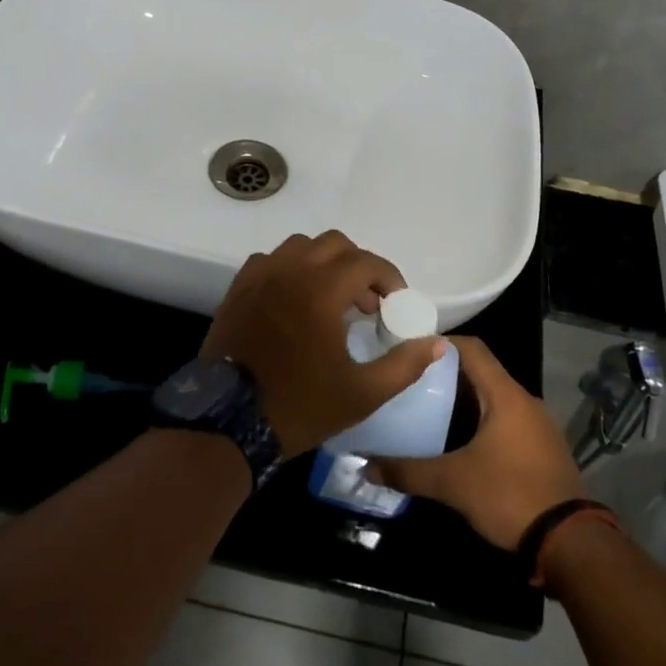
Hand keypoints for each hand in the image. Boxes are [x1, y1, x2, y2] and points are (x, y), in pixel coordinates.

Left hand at [201, 232, 446, 455]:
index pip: (366, 262)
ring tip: (332, 298)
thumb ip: (404, 365)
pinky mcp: (239, 288)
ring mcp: (260, 276)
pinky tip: (296, 300)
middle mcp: (290, 271)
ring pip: (301, 246)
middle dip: (359, 266)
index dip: (389, 278)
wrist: (228, 421)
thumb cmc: (299, 406)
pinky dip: (291, 269)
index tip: (395, 303)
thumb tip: (437, 344)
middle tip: (367, 302)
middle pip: (335, 244)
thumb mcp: (362, 394)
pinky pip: (271, 260)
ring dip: (325, 263)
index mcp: (321, 291)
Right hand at [368, 337, 584, 549]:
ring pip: (494, 399)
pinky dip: (481, 422)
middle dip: (446, 375)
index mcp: (506, 395)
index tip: (409, 350)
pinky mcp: (543, 449)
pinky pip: (507, 421)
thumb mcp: (452, 483)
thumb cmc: (509, 496)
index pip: (472, 348)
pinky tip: (459, 442)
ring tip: (428, 411)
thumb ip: (408, 471)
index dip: (440, 343)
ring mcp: (538, 426)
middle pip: (482, 373)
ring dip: (464, 401)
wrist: (570, 543)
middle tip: (410, 384)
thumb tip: (367, 466)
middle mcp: (525, 401)